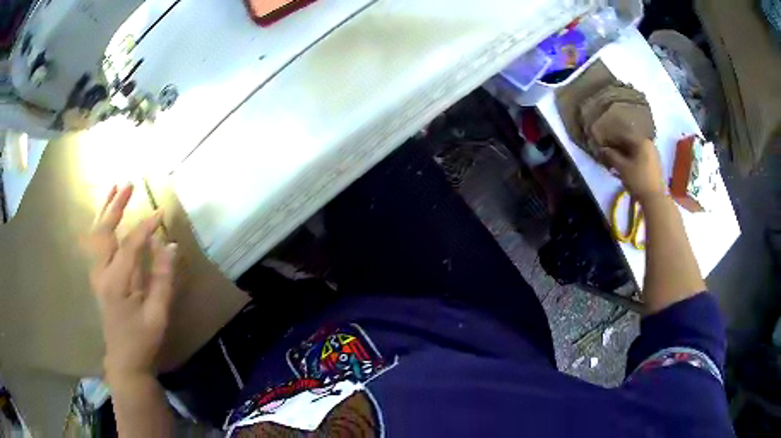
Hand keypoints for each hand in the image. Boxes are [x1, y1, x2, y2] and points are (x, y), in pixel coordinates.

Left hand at [83, 184, 177, 379]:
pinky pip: (96, 243)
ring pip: (96, 235)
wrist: (124, 359)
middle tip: (129, 185)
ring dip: (105, 210)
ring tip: (115, 190)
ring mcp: (96, 275)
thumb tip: (169, 245)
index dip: (145, 227)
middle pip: (104, 232)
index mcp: (117, 284)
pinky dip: (101, 224)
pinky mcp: (98, 277)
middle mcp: (101, 274)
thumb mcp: (158, 315)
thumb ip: (162, 279)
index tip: (160, 213)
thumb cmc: (142, 339)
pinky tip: (106, 215)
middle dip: (115, 206)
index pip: (129, 245)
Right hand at [590, 105, 664, 201]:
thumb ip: (611, 156)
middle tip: (610, 155)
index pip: (622, 137)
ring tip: (619, 162)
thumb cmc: (638, 180)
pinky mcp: (656, 163)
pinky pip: (642, 156)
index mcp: (641, 141)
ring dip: (627, 154)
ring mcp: (654, 153)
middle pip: (631, 143)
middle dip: (620, 148)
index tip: (603, 147)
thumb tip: (602, 149)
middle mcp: (649, 143)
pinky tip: (630, 166)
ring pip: (637, 150)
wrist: (654, 198)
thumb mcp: (622, 168)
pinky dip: (635, 159)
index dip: (611, 141)